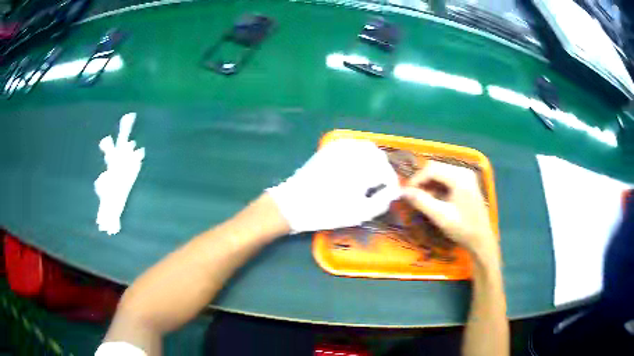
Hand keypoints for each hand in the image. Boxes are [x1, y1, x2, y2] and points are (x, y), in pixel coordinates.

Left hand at [267, 139, 401, 233]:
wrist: (294, 204)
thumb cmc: (328, 211)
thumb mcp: (359, 213)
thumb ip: (382, 202)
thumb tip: (393, 192)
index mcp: (362, 168)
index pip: (387, 171)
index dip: (391, 183)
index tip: (389, 194)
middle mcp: (353, 152)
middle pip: (379, 155)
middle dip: (383, 169)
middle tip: (379, 186)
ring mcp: (340, 147)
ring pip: (366, 147)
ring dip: (373, 159)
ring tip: (368, 177)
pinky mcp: (329, 148)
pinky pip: (352, 144)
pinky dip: (359, 153)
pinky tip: (355, 167)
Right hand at [402, 161, 496, 259]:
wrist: (481, 239)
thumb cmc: (463, 228)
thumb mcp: (440, 216)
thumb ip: (421, 201)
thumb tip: (404, 192)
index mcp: (459, 177)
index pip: (431, 169)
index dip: (416, 179)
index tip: (406, 193)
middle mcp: (463, 171)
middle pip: (436, 168)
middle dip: (422, 180)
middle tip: (413, 196)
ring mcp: (466, 175)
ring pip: (440, 172)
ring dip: (429, 183)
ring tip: (422, 199)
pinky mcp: (467, 182)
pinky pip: (447, 177)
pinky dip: (437, 186)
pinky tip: (434, 199)